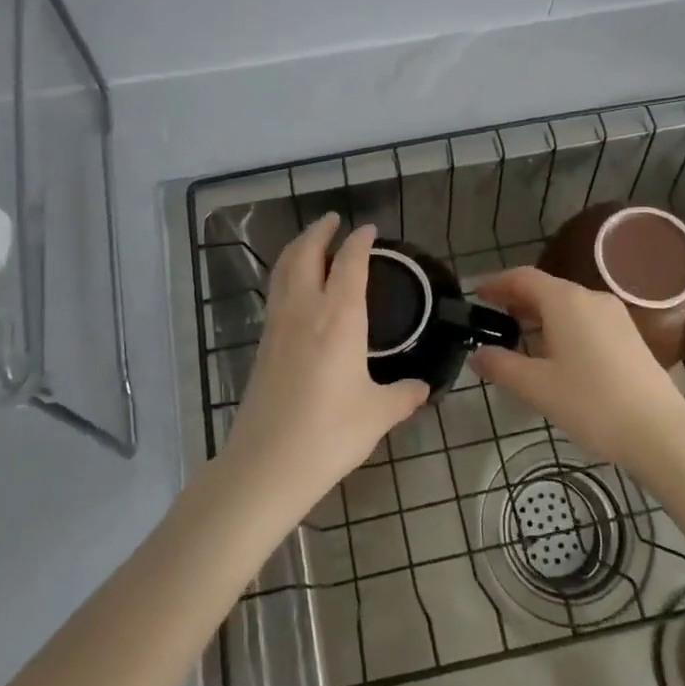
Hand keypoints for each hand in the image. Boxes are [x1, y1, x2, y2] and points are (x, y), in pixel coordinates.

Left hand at [224, 215, 428, 509]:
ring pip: (282, 269)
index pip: (350, 263)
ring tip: (312, 243)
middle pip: (305, 253)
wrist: (267, 464)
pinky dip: (286, 274)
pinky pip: (275, 292)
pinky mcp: (262, 344)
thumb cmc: (330, 433)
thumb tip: (421, 387)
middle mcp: (305, 310)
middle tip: (333, 221)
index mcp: (339, 318)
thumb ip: (404, 395)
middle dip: (319, 231)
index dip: (359, 242)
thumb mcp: (378, 414)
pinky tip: (297, 289)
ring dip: (297, 248)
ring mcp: (278, 325)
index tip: (368, 230)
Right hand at [471, 266, 684, 467]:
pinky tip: (555, 353)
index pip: (523, 277)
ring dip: (540, 314)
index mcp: (565, 301)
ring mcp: (615, 315)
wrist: (659, 431)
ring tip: (519, 337)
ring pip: (568, 304)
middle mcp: (591, 298)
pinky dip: (562, 326)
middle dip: (517, 299)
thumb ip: (501, 366)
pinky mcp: (629, 335)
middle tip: (492, 317)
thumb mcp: (536, 387)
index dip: (497, 283)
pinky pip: (586, 319)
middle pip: (546, 288)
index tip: (477, 294)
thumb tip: (478, 354)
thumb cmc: (591, 403)